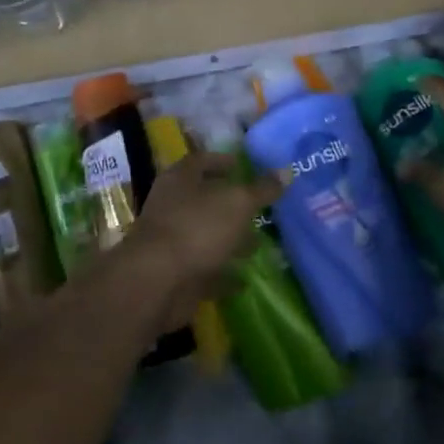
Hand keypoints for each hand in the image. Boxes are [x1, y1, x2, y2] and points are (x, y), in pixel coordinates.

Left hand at [122, 153, 281, 330]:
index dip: (222, 161)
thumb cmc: (197, 228)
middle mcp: (172, 207)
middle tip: (260, 208)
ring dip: (229, 240)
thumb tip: (286, 170)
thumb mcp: (237, 203)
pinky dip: (224, 275)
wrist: (157, 282)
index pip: (201, 161)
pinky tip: (246, 280)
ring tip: (259, 244)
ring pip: (206, 236)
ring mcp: (172, 243)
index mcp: (180, 180)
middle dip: (230, 205)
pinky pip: (205, 271)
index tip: (244, 166)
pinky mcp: (177, 274)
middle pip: (204, 200)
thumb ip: (262, 189)